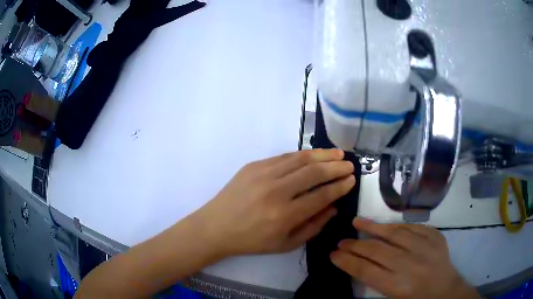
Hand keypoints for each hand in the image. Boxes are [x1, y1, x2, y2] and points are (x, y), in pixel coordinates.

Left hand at [192, 149, 354, 255]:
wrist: (216, 226)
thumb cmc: (252, 241)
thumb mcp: (286, 245)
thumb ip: (314, 226)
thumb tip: (334, 207)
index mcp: (285, 215)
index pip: (321, 196)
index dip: (340, 186)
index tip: (351, 180)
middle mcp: (276, 191)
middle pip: (314, 173)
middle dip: (336, 167)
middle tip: (349, 164)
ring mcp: (263, 174)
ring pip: (300, 159)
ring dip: (323, 155)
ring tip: (338, 153)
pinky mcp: (253, 165)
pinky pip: (284, 156)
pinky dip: (302, 155)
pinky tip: (313, 155)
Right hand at [331, 218, 479, 298]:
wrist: (445, 289)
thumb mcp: (392, 296)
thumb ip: (375, 280)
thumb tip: (357, 263)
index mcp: (397, 285)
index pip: (365, 270)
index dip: (347, 261)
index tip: (333, 254)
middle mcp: (409, 264)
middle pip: (376, 251)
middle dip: (355, 245)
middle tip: (341, 241)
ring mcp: (424, 247)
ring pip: (393, 233)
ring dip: (373, 227)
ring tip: (357, 221)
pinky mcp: (434, 236)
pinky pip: (412, 227)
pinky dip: (396, 226)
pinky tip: (386, 225)